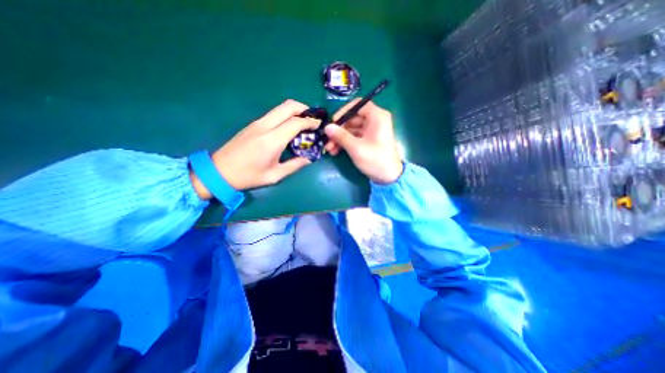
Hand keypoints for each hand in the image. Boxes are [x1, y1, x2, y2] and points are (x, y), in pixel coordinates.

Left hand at [190, 99, 318, 197]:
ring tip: (304, 121)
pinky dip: (286, 115)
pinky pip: (274, 114)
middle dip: (304, 109)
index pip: (296, 123)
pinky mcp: (253, 124)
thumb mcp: (274, 176)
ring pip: (280, 108)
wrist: (219, 171)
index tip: (320, 125)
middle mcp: (265, 126)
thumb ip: (294, 166)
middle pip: (288, 106)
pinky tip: (289, 126)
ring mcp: (257, 123)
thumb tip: (308, 159)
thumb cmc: (248, 176)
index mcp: (272, 140)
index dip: (310, 122)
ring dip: (295, 111)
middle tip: (313, 118)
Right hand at [324, 99, 401, 183]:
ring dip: (340, 138)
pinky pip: (354, 137)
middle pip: (353, 118)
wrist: (389, 177)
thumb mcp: (356, 148)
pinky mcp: (368, 140)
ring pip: (351, 129)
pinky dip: (345, 142)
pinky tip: (335, 151)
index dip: (344, 112)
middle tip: (327, 139)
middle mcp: (375, 121)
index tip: (333, 122)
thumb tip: (327, 127)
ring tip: (329, 149)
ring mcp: (371, 131)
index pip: (358, 105)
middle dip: (339, 129)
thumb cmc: (375, 160)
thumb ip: (341, 136)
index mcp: (377, 117)